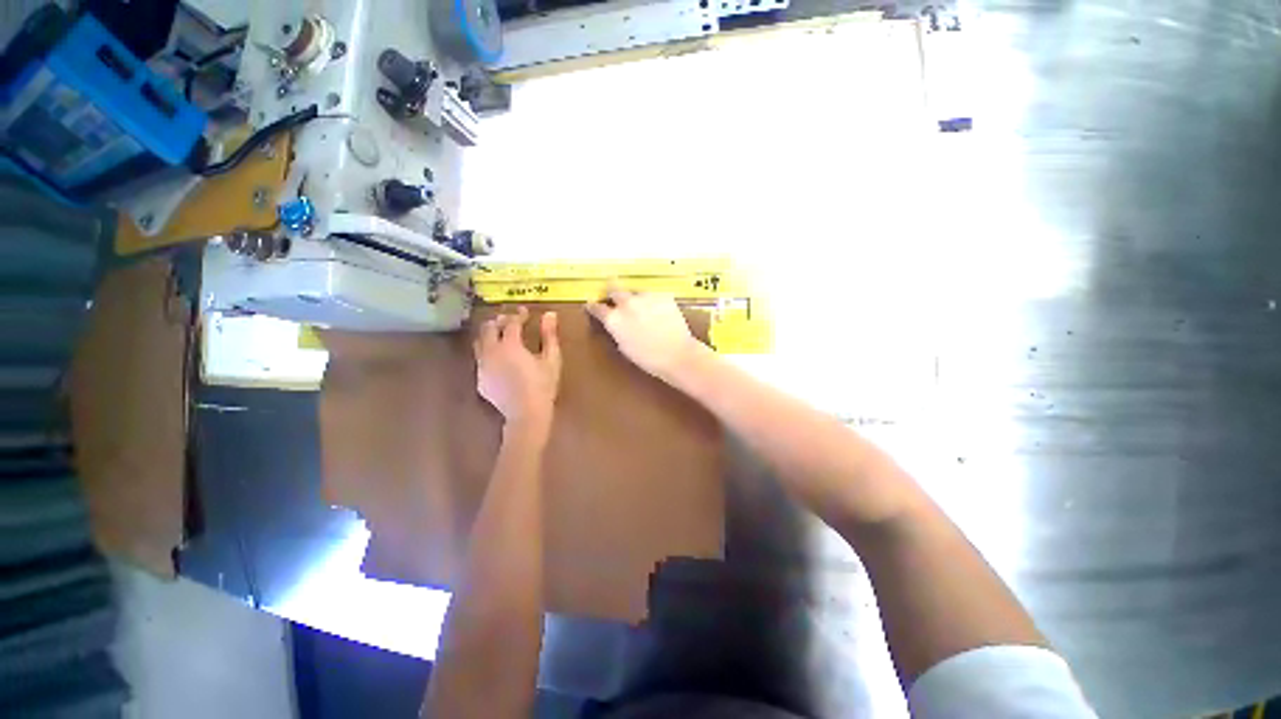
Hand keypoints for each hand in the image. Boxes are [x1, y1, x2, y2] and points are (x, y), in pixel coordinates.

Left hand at [474, 307, 561, 430]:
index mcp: (510, 345)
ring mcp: (482, 366)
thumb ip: (549, 335)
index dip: (518, 315)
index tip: (525, 312)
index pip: (511, 323)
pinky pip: (480, 359)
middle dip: (499, 321)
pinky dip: (487, 351)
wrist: (526, 414)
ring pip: (479, 342)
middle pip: (489, 328)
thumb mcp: (551, 359)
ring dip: (489, 334)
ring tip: (501, 335)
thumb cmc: (543, 385)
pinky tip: (498, 358)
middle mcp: (491, 352)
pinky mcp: (479, 379)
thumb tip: (550, 314)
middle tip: (511, 321)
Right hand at [587, 284, 703, 380]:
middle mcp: (627, 303)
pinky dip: (653, 301)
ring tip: (644, 310)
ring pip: (635, 291)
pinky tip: (660, 312)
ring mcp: (645, 296)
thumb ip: (616, 330)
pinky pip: (653, 295)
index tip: (593, 306)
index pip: (597, 307)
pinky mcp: (663, 294)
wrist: (677, 354)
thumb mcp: (624, 347)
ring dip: (635, 298)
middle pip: (613, 287)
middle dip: (612, 292)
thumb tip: (615, 324)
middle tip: (616, 300)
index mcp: (614, 319)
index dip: (594, 307)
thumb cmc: (649, 358)